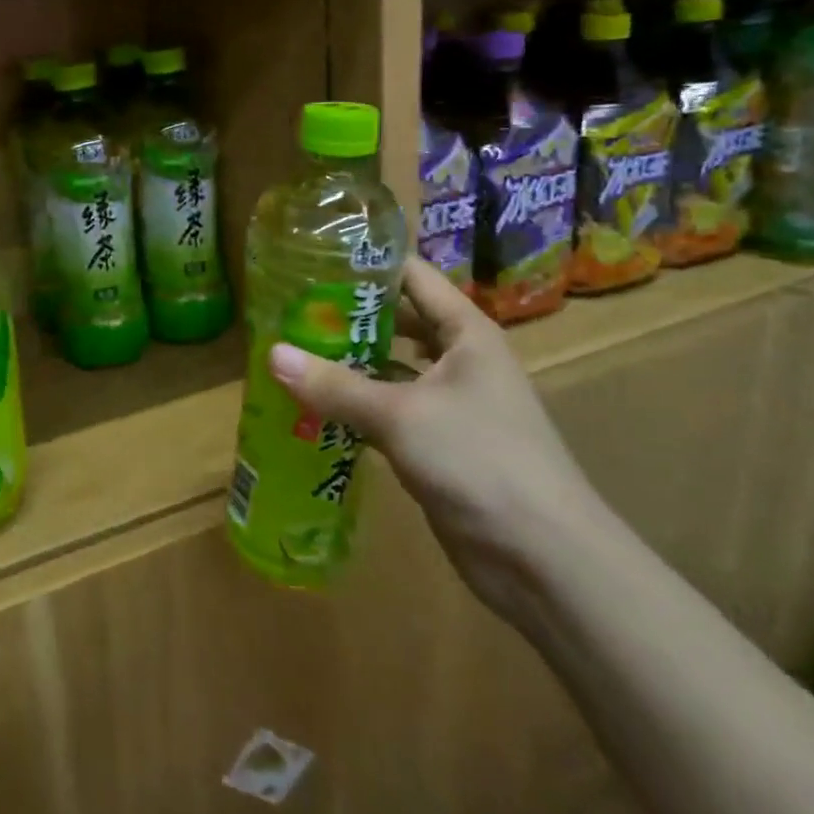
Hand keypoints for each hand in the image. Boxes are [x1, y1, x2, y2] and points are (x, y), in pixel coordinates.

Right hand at [268, 259, 612, 625]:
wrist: (542, 557)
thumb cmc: (480, 461)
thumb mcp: (400, 415)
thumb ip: (335, 385)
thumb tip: (271, 354)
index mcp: (466, 333)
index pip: (414, 278)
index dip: (368, 263)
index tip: (314, 256)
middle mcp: (460, 360)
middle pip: (398, 323)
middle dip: (348, 317)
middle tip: (290, 310)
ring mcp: (450, 405)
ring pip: (390, 370)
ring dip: (348, 365)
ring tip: (292, 354)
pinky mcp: (437, 445)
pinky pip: (388, 412)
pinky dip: (355, 408)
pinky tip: (313, 408)